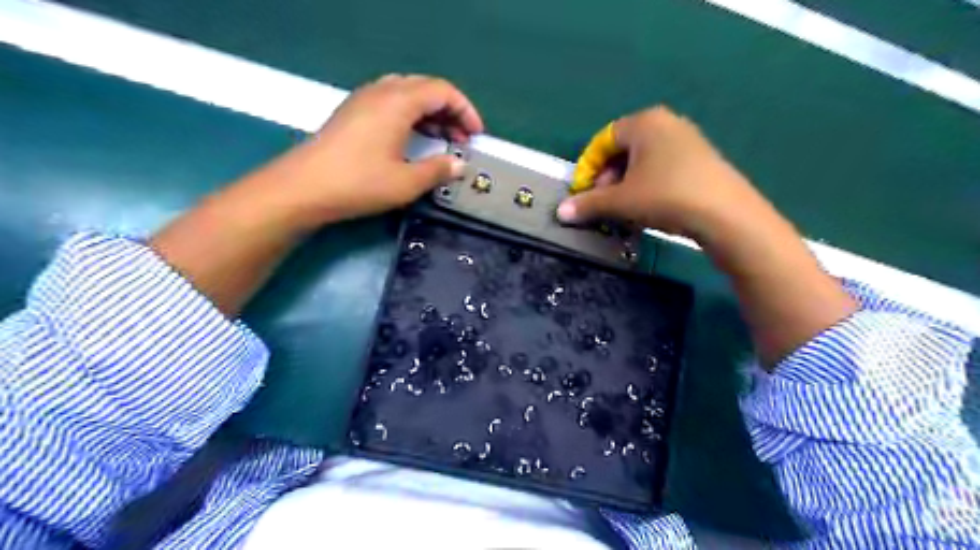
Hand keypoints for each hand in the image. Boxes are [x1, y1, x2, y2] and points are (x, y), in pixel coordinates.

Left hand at [273, 72, 483, 225]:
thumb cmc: (359, 183)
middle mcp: (381, 92)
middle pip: (425, 88)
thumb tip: (459, 165)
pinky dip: (410, 115)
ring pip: (407, 94)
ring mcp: (363, 100)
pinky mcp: (352, 112)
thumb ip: (438, 170)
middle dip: (449, 111)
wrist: (303, 187)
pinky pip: (390, 102)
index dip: (465, 110)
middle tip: (461, 138)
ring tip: (442, 139)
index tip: (476, 135)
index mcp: (398, 102)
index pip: (443, 91)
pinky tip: (413, 139)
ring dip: (430, 113)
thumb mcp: (406, 182)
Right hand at [554, 108, 768, 245]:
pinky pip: (663, 167)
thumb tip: (560, 212)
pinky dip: (647, 184)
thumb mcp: (621, 201)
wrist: (725, 214)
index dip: (588, 167)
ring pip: (643, 160)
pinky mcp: (701, 158)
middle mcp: (666, 123)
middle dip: (608, 177)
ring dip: (626, 184)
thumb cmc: (665, 196)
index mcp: (644, 122)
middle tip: (603, 201)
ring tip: (624, 208)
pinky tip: (648, 207)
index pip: (603, 140)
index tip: (583, 193)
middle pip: (623, 149)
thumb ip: (588, 204)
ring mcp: (687, 139)